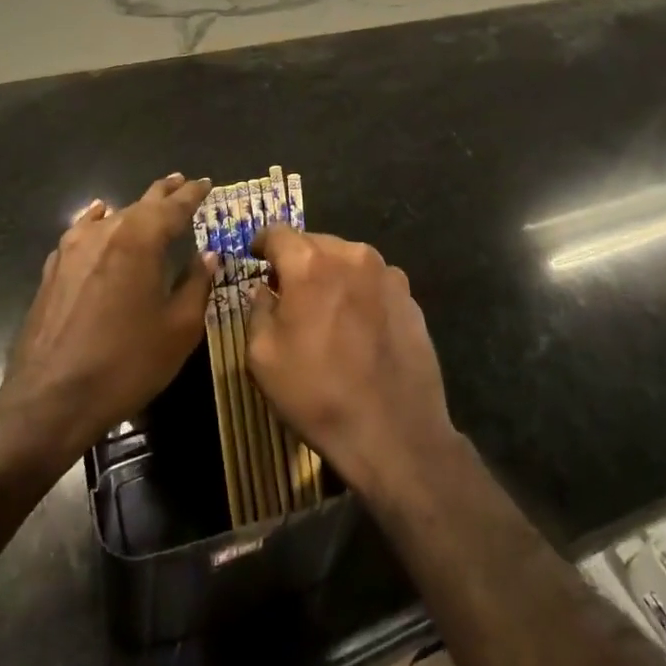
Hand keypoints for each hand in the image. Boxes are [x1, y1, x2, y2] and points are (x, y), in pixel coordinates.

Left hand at [0, 174, 214, 469]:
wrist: (50, 400)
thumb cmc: (127, 363)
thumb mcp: (179, 328)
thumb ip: (197, 284)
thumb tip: (209, 255)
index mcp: (140, 240)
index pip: (174, 206)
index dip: (193, 194)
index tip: (207, 183)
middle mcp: (105, 233)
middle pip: (141, 204)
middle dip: (165, 193)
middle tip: (182, 182)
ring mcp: (72, 250)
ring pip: (112, 217)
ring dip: (134, 209)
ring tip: (149, 203)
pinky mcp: (53, 270)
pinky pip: (82, 232)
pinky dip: (98, 222)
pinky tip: (99, 218)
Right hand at [246, 227, 457, 505]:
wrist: (394, 431)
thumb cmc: (317, 393)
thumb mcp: (263, 357)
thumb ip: (258, 310)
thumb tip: (264, 289)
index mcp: (310, 263)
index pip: (277, 233)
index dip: (262, 244)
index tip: (255, 258)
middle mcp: (352, 255)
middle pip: (315, 243)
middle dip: (297, 261)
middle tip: (287, 291)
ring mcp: (387, 274)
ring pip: (347, 260)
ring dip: (330, 275)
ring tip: (325, 310)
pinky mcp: (410, 297)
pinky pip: (373, 282)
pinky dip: (358, 292)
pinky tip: (357, 327)